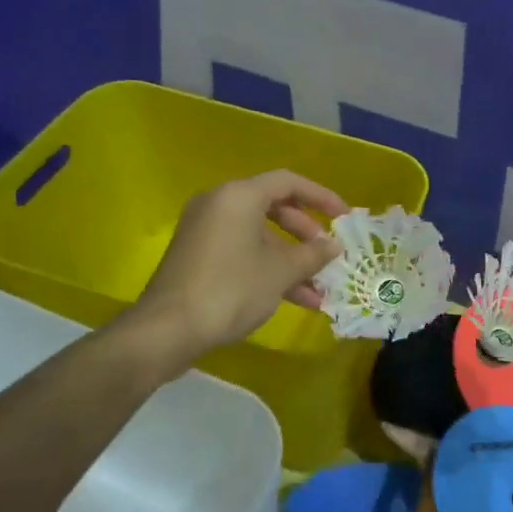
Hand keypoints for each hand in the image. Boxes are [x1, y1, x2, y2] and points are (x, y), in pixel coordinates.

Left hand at [135, 169, 348, 357]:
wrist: (168, 329)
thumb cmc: (231, 289)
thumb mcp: (280, 272)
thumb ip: (311, 255)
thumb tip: (333, 246)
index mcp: (239, 196)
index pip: (288, 182)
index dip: (321, 197)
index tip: (344, 217)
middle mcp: (219, 204)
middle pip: (273, 207)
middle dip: (305, 233)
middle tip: (327, 254)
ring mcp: (204, 230)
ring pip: (258, 236)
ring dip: (290, 260)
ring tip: (318, 290)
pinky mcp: (197, 256)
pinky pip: (241, 251)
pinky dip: (266, 268)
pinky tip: (293, 299)